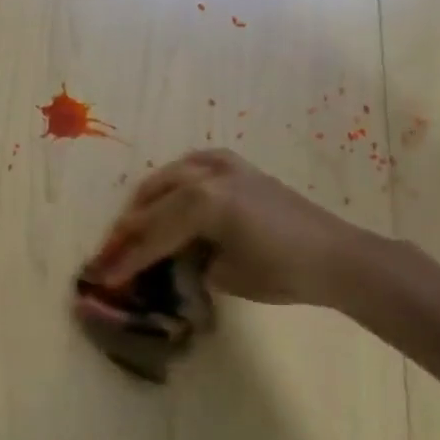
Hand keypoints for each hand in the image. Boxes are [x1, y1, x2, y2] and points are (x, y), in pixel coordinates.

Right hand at [82, 148, 386, 309]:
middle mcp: (205, 175)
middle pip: (152, 203)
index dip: (126, 258)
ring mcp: (221, 165)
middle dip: (130, 229)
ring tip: (135, 225)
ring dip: (147, 202)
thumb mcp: (224, 275)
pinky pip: (192, 165)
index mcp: (202, 204)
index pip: (153, 234)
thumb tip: (167, 258)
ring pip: (166, 178)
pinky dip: (174, 180)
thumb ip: (187, 260)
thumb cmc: (282, 272)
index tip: (101, 274)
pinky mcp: (236, 165)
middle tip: (111, 250)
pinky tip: (170, 194)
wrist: (338, 256)